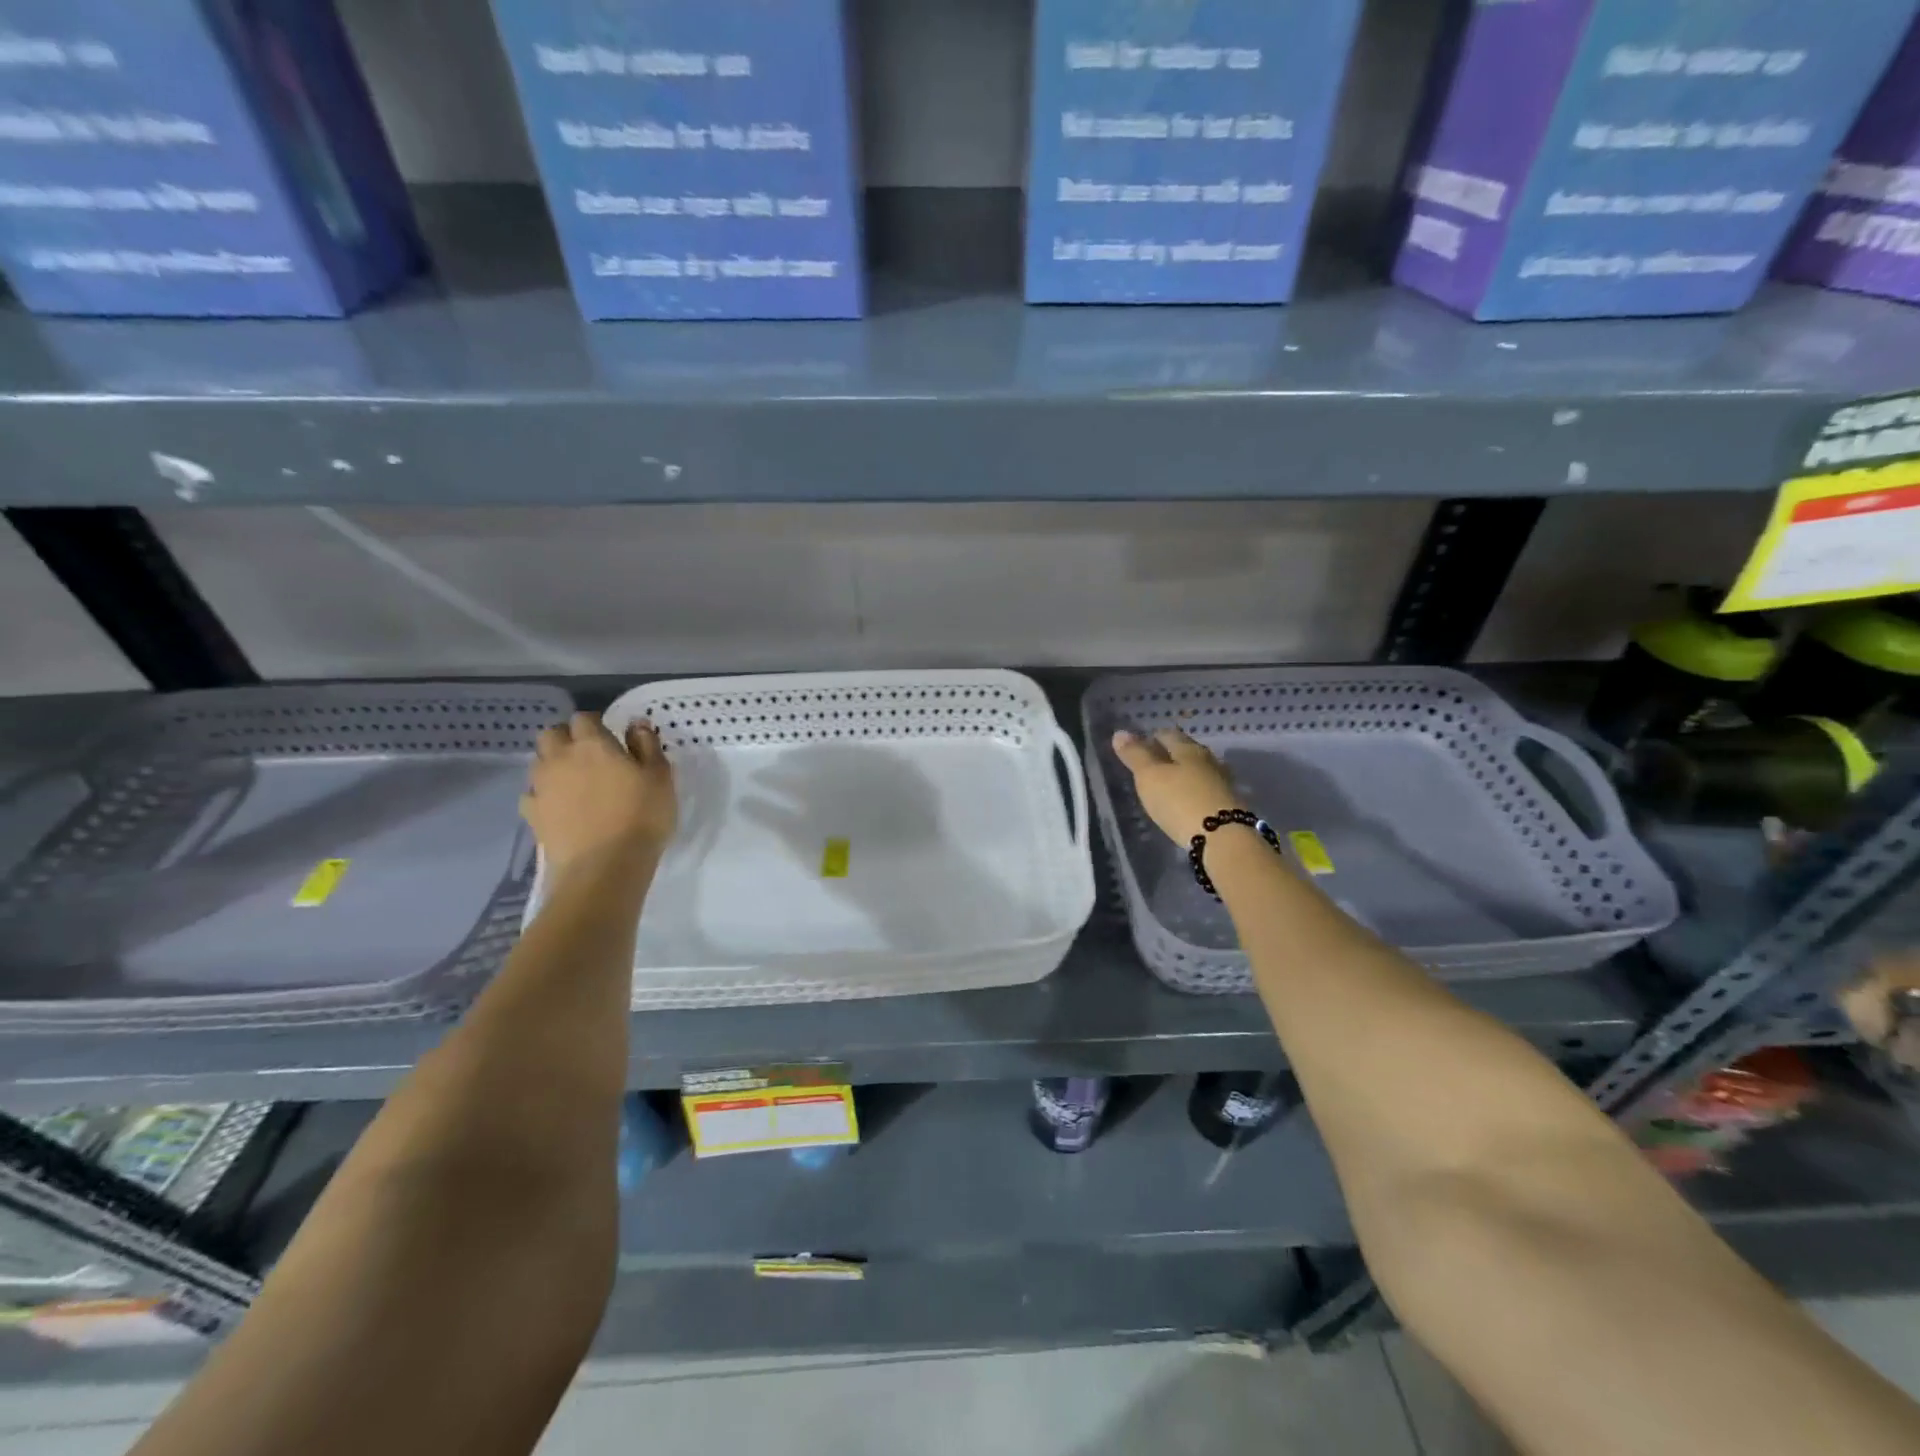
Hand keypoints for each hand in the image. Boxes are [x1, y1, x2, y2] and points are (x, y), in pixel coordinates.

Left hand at [521, 713, 676, 877]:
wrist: (605, 866)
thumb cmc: (641, 816)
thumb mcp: (660, 777)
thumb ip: (647, 745)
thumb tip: (636, 724)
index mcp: (592, 744)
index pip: (584, 718)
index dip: (595, 724)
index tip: (611, 737)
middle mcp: (560, 758)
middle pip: (551, 734)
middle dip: (566, 738)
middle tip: (588, 755)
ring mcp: (541, 787)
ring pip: (538, 762)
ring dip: (553, 764)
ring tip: (574, 781)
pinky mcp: (532, 814)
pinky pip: (532, 794)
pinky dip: (543, 795)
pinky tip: (558, 807)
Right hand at [1111, 728, 1243, 843]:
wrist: (1223, 838)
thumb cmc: (1180, 801)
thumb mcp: (1149, 776)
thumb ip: (1135, 755)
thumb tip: (1120, 732)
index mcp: (1188, 749)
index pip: (1168, 734)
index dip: (1152, 737)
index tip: (1140, 745)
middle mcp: (1209, 760)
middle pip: (1186, 751)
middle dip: (1170, 755)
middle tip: (1152, 765)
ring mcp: (1222, 783)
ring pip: (1199, 771)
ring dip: (1184, 774)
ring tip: (1168, 784)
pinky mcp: (1229, 805)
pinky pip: (1207, 790)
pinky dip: (1194, 792)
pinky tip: (1186, 801)